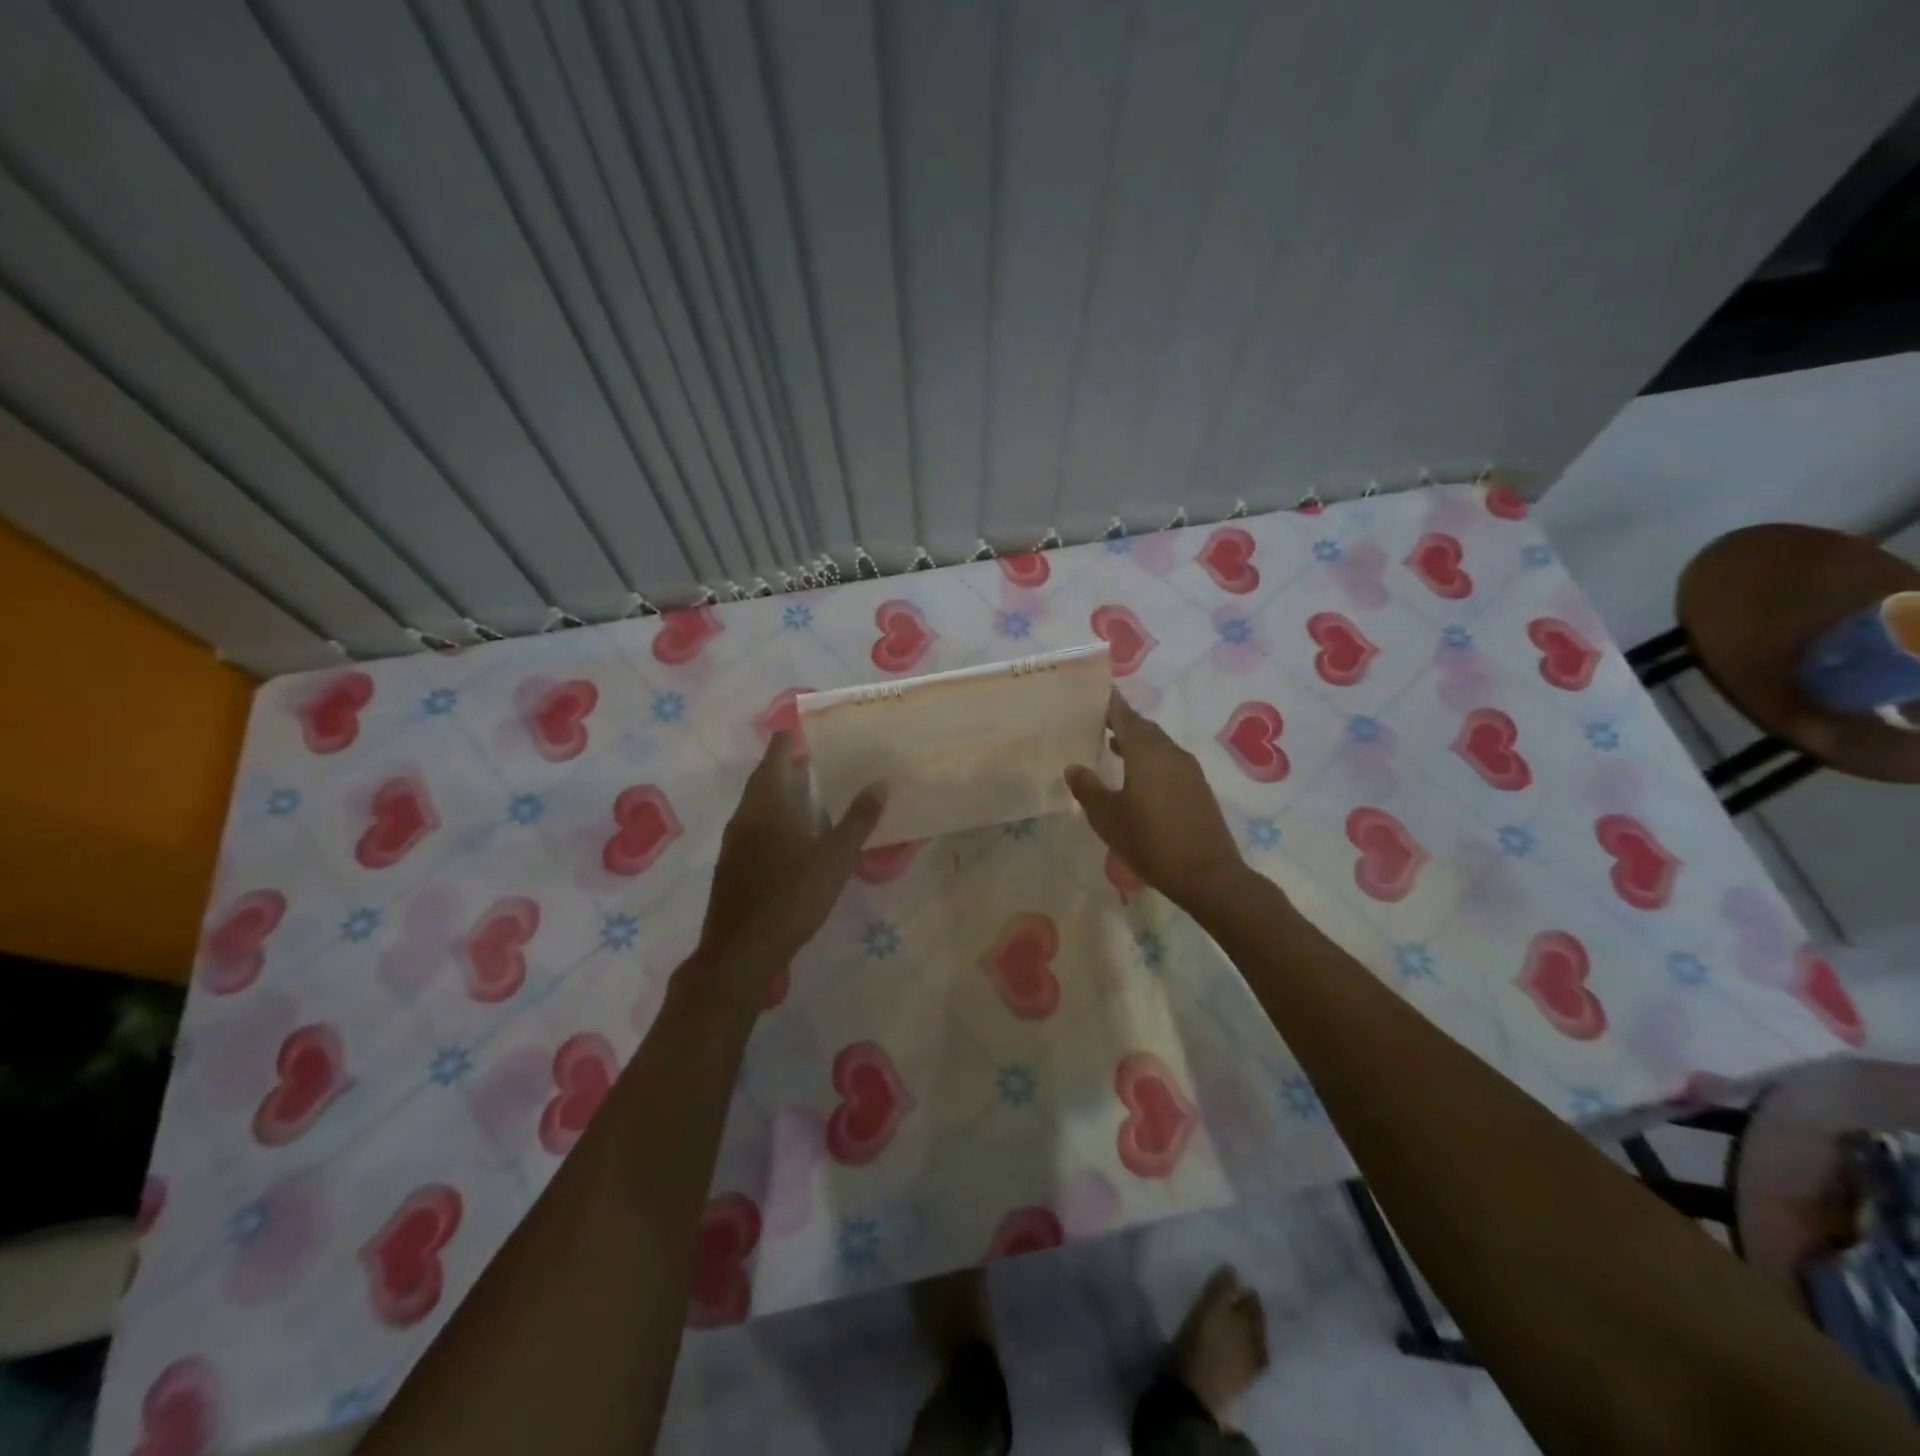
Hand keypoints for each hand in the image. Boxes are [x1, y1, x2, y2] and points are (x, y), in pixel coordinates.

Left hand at [695, 732, 885, 989]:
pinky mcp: (732, 864)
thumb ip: (858, 819)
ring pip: (758, 803)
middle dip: (790, 765)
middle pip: (765, 777)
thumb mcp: (835, 858)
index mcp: (767, 803)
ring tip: (815, 794)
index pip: (776, 755)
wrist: (741, 950)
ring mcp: (734, 841)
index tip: (816, 732)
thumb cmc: (792, 896)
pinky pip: (755, 826)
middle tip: (823, 761)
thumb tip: (880, 782)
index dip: (792, 739)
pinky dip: (775, 817)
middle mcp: (745, 814)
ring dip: (782, 793)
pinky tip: (795, 836)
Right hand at [1065, 692, 1249, 916]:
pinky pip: (1169, 762)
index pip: (1125, 717)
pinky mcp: (1198, 788)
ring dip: (1137, 742)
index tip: (1097, 692)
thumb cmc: (1151, 842)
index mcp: (1147, 753)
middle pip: (1144, 728)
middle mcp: (1170, 753)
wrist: (1208, 875)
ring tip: (1113, 746)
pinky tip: (1137, 777)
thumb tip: (1074, 767)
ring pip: (1158, 745)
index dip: (1110, 704)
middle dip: (1123, 722)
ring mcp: (1188, 771)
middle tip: (1099, 720)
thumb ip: (1088, 789)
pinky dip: (1150, 759)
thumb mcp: (1108, 818)